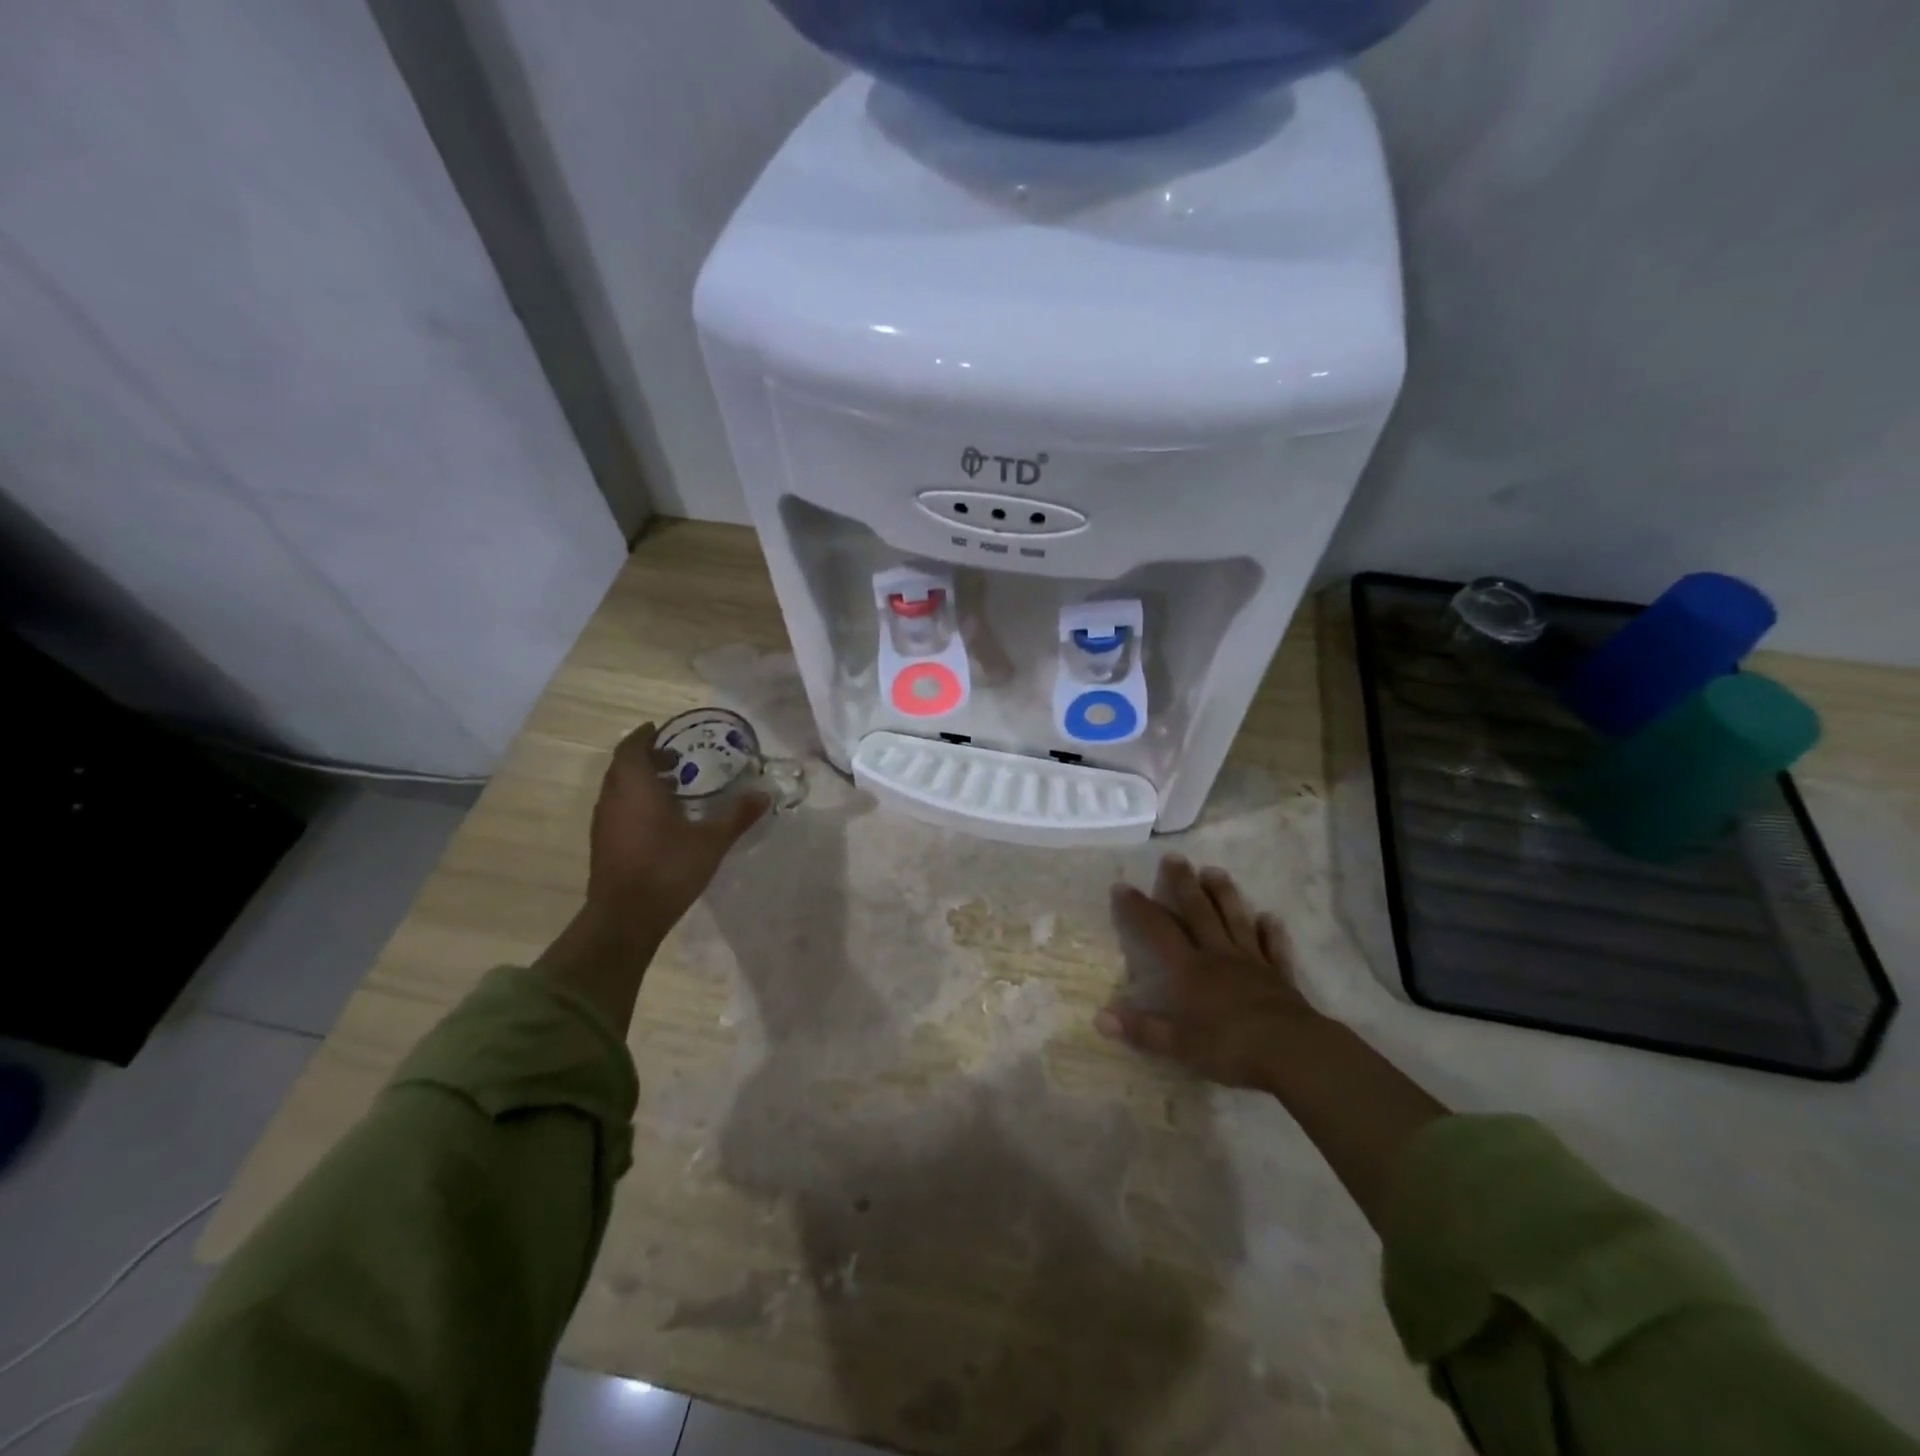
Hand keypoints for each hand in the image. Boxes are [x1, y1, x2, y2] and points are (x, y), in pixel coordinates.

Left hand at [581, 721, 769, 945]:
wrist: (625, 917)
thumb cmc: (667, 869)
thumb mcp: (711, 841)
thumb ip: (737, 816)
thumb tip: (764, 795)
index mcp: (635, 787)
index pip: (632, 748)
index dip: (645, 736)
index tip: (661, 730)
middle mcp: (614, 798)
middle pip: (624, 766)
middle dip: (647, 758)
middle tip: (677, 760)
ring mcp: (604, 822)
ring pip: (619, 788)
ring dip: (641, 781)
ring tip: (674, 788)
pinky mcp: (603, 843)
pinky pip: (618, 807)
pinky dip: (636, 801)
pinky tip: (662, 819)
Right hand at [1096, 856, 1325, 1089]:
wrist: (1293, 1052)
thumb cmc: (1231, 1047)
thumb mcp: (1179, 1045)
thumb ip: (1142, 1030)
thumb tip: (1100, 1018)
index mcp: (1190, 970)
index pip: (1157, 930)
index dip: (1138, 908)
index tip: (1122, 886)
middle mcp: (1218, 956)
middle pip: (1199, 912)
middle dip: (1183, 884)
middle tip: (1174, 857)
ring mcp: (1252, 962)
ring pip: (1235, 920)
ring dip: (1224, 895)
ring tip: (1215, 871)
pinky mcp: (1279, 976)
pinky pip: (1274, 948)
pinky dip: (1271, 932)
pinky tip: (1270, 917)